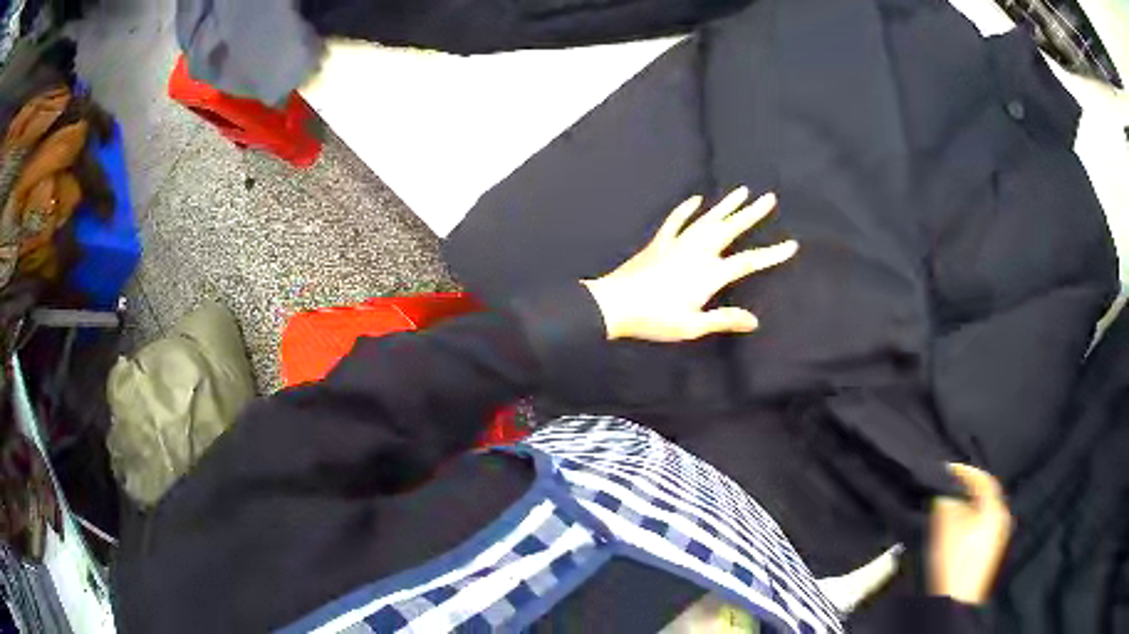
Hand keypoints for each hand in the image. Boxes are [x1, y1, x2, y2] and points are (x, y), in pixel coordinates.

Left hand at [582, 187, 797, 341]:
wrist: (614, 304)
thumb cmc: (655, 318)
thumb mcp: (692, 326)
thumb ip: (724, 320)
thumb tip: (755, 321)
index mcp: (709, 273)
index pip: (748, 261)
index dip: (772, 254)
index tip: (791, 245)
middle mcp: (697, 252)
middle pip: (730, 229)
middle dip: (751, 213)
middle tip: (769, 197)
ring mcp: (677, 243)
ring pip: (707, 219)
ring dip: (726, 205)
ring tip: (742, 191)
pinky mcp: (659, 242)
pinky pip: (676, 220)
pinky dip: (686, 209)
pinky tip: (696, 199)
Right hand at [928, 464, 1013, 604]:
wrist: (958, 602)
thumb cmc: (955, 565)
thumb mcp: (947, 531)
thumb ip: (948, 505)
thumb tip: (944, 491)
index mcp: (995, 511)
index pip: (985, 481)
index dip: (967, 472)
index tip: (950, 469)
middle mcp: (1001, 520)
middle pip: (986, 496)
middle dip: (967, 489)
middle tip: (949, 486)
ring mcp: (998, 537)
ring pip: (984, 512)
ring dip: (968, 506)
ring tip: (950, 506)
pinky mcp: (991, 551)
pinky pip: (983, 525)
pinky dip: (970, 520)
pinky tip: (957, 528)